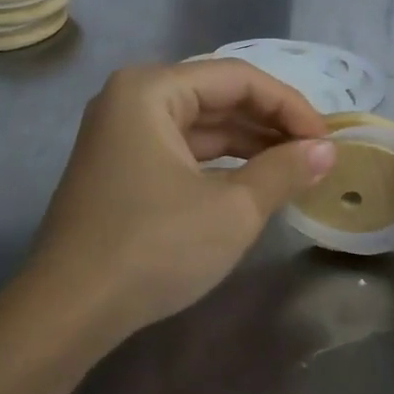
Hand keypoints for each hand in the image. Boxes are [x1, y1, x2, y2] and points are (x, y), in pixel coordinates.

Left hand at [28, 62, 335, 341]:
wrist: (67, 314)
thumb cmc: (153, 247)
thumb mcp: (232, 209)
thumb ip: (283, 170)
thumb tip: (326, 151)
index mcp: (152, 89)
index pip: (238, 79)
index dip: (289, 106)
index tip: (327, 140)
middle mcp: (132, 98)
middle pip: (217, 96)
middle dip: (270, 124)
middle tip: (316, 154)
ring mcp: (122, 133)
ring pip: (200, 125)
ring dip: (248, 144)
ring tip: (295, 167)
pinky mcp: (120, 167)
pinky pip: (181, 149)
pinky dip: (219, 163)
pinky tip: (253, 181)